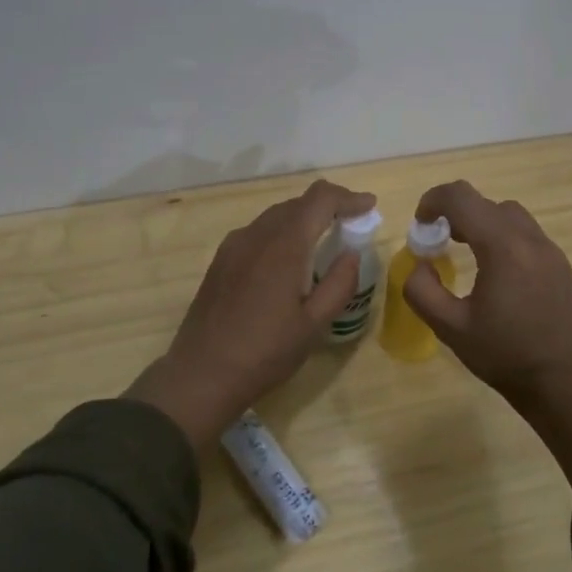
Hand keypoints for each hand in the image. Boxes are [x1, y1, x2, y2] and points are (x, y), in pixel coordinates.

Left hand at [128, 179, 375, 449]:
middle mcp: (256, 235)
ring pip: (275, 216)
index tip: (369, 205)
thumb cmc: (265, 353)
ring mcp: (233, 246)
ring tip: (323, 240)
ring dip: (303, 219)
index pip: (320, 200)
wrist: (201, 374)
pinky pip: (258, 232)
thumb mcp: (314, 325)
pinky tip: (288, 260)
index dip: (348, 197)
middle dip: (328, 207)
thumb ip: (339, 284)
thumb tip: (351, 254)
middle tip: (351, 225)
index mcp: (284, 246)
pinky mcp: (220, 260)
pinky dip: (281, 233)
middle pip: (297, 203)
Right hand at [401, 180, 571, 401]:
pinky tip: (496, 272)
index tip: (421, 224)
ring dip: (482, 222)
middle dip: (456, 213)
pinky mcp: (561, 266)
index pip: (462, 198)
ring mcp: (551, 251)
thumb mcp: (450, 328)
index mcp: (503, 248)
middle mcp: (530, 239)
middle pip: (486, 203)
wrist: (563, 383)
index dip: (434, 201)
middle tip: (438, 241)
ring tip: (466, 251)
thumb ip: (422, 291)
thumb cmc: (504, 355)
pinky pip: (527, 234)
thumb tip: (420, 266)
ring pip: (510, 215)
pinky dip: (503, 237)